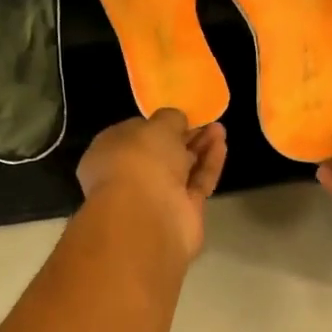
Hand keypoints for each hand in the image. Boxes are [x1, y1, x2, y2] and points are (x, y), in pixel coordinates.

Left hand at [78, 109, 228, 260]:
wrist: (147, 216)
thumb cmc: (139, 160)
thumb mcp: (155, 126)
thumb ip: (169, 119)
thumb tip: (176, 121)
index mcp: (109, 153)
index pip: (133, 135)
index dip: (156, 125)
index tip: (177, 115)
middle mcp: (130, 177)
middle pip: (161, 154)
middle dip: (183, 136)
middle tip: (205, 120)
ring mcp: (156, 197)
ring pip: (181, 169)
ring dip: (200, 148)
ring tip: (219, 128)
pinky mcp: (182, 212)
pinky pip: (197, 183)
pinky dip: (209, 164)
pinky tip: (222, 145)